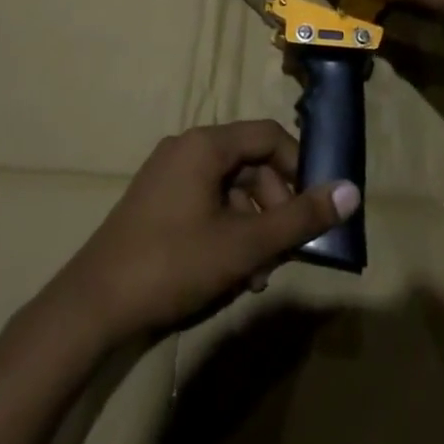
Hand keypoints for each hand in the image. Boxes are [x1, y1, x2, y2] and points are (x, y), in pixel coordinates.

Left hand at [54, 120, 359, 342]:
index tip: (315, 205)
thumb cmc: (173, 264)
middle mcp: (187, 148)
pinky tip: (229, 273)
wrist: (91, 307)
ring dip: (252, 226)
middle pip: (249, 163)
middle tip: (286, 251)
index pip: (268, 136)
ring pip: (228, 188)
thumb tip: (352, 192)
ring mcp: (167, 174)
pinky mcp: (155, 202)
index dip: (299, 166)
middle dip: (274, 206)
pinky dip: (226, 230)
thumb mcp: (244, 245)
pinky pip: (205, 202)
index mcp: (206, 144)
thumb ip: (299, 218)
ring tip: (257, 275)